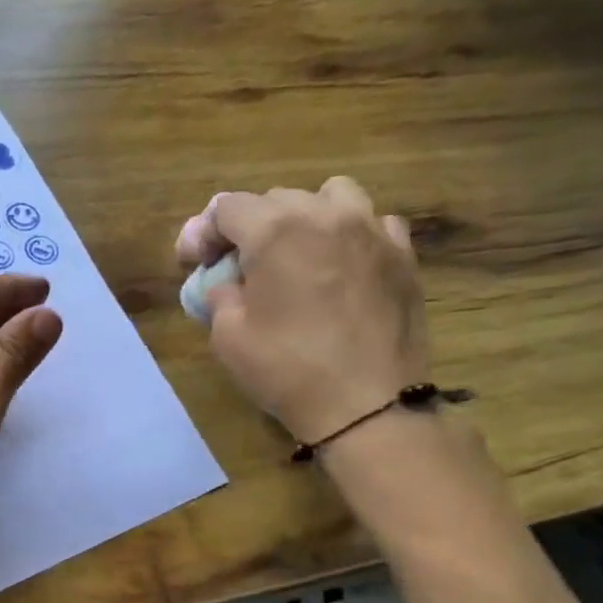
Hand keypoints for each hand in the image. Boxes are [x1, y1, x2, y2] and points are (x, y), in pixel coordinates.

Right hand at [176, 179, 428, 444]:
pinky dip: (353, 235)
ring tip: (299, 252)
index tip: (199, 263)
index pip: (227, 207)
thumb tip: (227, 283)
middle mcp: (325, 216)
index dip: (205, 232)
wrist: (366, 406)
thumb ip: (219, 294)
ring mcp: (372, 232)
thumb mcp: (228, 336)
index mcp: (275, 231)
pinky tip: (344, 266)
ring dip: (306, 215)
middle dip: (251, 226)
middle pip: (276, 198)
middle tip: (242, 267)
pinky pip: (374, 223)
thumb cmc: (287, 370)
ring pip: (332, 195)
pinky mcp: (403, 256)